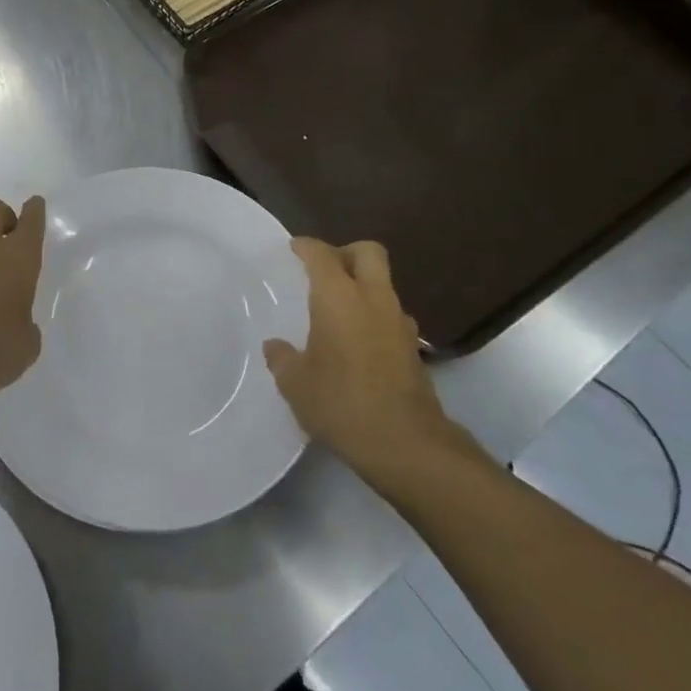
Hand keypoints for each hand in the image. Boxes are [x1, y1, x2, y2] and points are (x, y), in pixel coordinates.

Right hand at [264, 239, 479, 486]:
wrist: (406, 444)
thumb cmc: (342, 403)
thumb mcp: (296, 384)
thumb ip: (282, 358)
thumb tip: (276, 347)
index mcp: (339, 297)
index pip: (322, 255)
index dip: (307, 246)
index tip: (294, 248)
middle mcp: (373, 299)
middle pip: (368, 252)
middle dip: (346, 253)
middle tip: (325, 271)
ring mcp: (399, 322)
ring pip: (383, 284)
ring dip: (364, 286)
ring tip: (340, 311)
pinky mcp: (414, 348)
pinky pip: (391, 315)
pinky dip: (375, 316)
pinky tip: (359, 342)